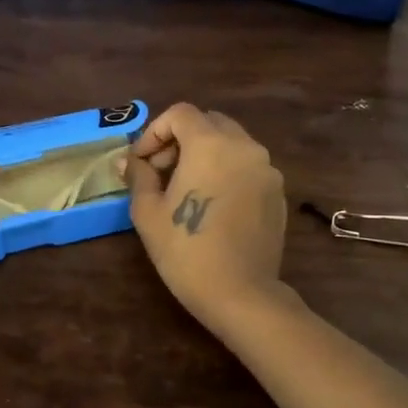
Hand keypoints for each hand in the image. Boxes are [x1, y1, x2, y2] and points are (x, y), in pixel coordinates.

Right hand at [121, 104, 288, 332]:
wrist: (240, 293)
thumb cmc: (186, 251)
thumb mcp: (148, 212)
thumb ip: (139, 176)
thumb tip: (129, 160)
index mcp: (211, 144)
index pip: (180, 113)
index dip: (154, 131)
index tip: (141, 161)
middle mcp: (244, 147)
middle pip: (209, 122)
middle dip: (181, 138)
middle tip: (161, 171)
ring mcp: (267, 169)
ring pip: (232, 143)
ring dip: (206, 153)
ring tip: (187, 187)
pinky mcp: (278, 192)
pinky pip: (248, 166)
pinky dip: (227, 171)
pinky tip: (213, 204)